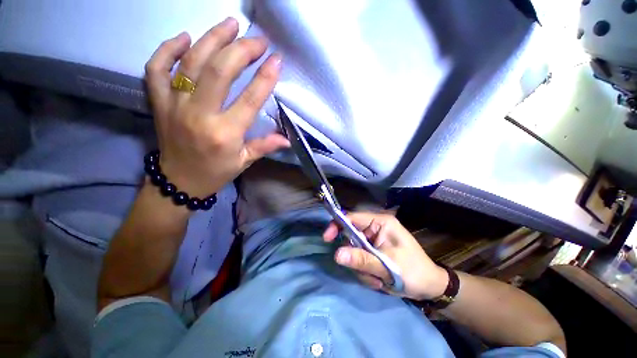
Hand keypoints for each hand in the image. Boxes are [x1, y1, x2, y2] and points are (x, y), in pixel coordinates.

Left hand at [145, 18, 289, 197]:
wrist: (179, 181)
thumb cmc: (216, 172)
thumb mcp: (244, 162)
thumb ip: (265, 146)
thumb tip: (287, 139)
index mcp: (225, 134)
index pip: (249, 99)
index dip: (265, 77)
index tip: (276, 59)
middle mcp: (200, 115)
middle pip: (220, 72)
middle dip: (242, 50)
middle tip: (257, 39)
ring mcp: (175, 106)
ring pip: (191, 63)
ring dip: (212, 38)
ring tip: (230, 23)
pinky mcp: (159, 103)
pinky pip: (156, 69)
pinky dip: (168, 49)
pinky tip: (185, 38)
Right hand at [323, 212, 448, 299]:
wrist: (430, 288)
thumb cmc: (414, 272)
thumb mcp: (388, 266)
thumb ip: (361, 259)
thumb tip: (336, 254)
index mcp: (380, 223)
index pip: (352, 218)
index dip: (337, 225)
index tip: (327, 239)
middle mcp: (375, 228)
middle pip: (351, 236)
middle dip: (355, 257)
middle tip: (367, 272)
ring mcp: (373, 240)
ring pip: (353, 251)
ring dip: (362, 268)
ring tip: (378, 280)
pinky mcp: (373, 251)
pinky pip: (359, 259)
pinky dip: (365, 272)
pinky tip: (379, 281)